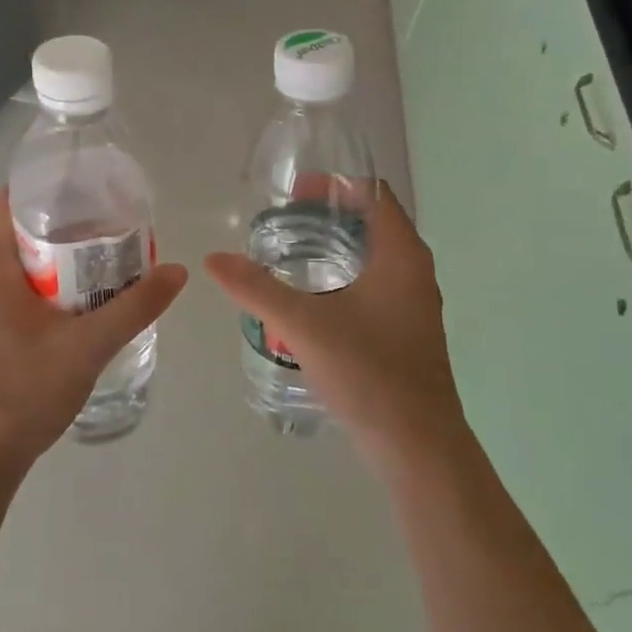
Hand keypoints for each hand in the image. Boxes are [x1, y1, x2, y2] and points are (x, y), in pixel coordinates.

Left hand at [0, 189, 187, 474]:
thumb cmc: (24, 391)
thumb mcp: (88, 346)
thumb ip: (134, 307)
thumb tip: (176, 271)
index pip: (11, 201)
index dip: (48, 188)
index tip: (88, 189)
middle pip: (18, 231)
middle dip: (62, 225)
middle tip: (108, 227)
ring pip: (16, 264)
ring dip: (54, 259)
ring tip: (99, 262)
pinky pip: (11, 289)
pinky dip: (41, 284)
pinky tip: (75, 304)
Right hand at [203, 183, 463, 468]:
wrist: (417, 446)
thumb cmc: (368, 371)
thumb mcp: (303, 324)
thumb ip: (256, 287)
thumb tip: (213, 259)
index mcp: (401, 254)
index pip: (373, 193)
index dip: (334, 185)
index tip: (294, 194)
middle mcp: (414, 270)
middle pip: (372, 221)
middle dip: (327, 215)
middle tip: (283, 221)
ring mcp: (413, 302)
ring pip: (373, 255)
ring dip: (335, 245)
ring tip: (289, 253)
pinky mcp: (406, 329)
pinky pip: (374, 282)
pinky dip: (343, 274)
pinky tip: (311, 297)